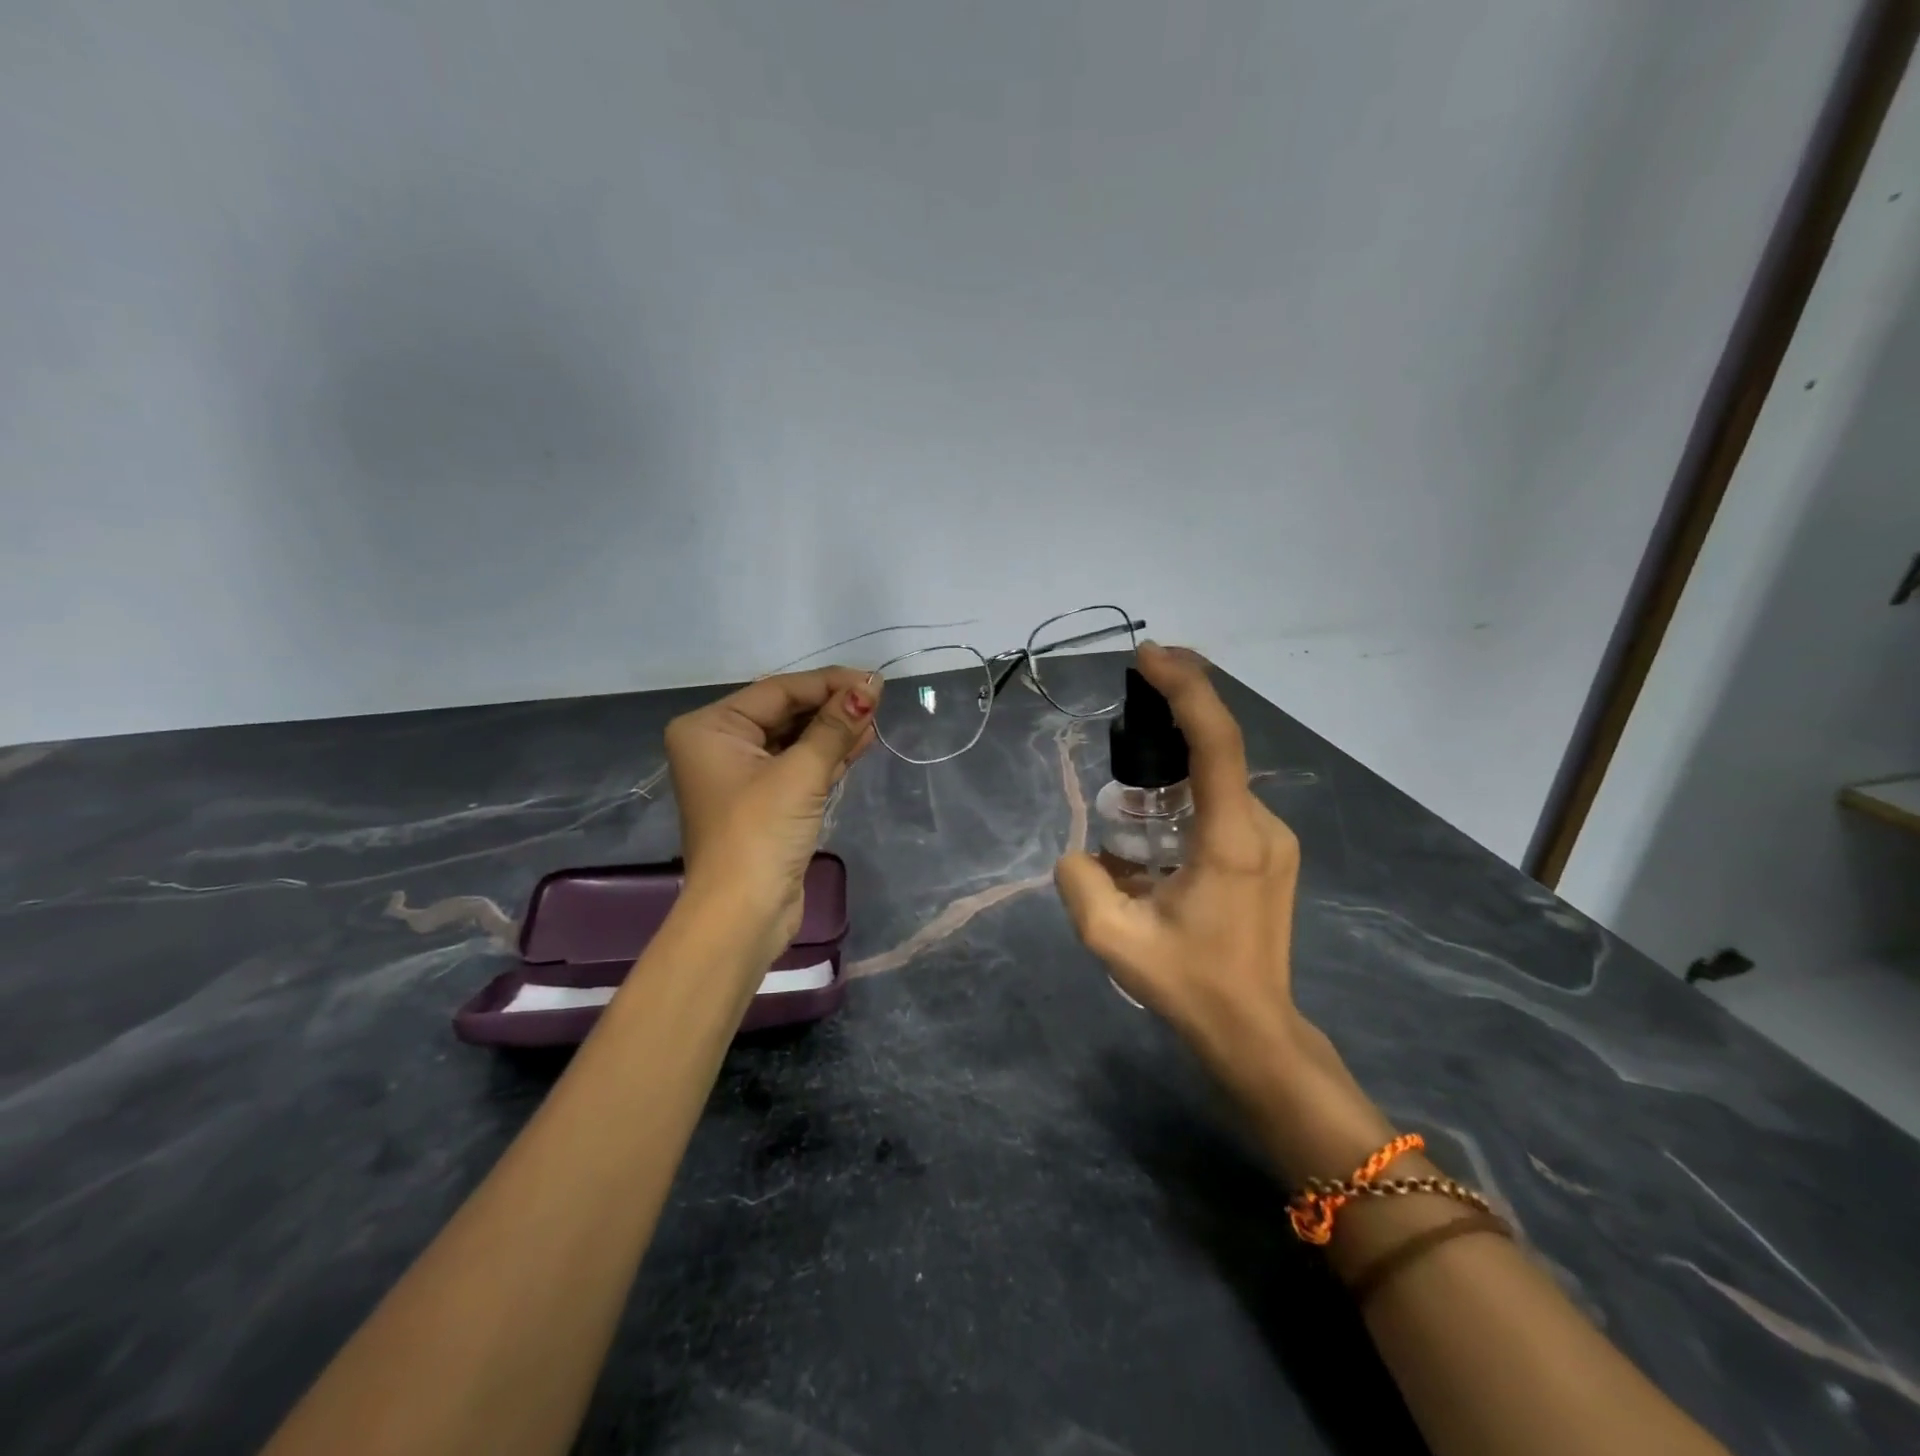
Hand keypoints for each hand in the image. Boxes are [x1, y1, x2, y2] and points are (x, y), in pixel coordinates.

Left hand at [664, 668, 879, 963]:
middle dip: (831, 708)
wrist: (743, 914)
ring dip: (834, 731)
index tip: (873, 681)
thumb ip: (835, 727)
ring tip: (875, 718)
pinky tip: (861, 741)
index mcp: (710, 728)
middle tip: (877, 699)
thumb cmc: (761, 833)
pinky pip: (797, 766)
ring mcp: (741, 776)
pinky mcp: (764, 802)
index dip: (828, 684)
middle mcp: (719, 745)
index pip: (778, 691)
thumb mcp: (801, 773)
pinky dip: (827, 756)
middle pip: (785, 713)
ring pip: (794, 740)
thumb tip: (870, 686)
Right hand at [1054, 644, 1384, 1177]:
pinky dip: (1189, 791)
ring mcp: (1273, 838)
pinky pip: (1223, 801)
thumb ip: (1080, 881)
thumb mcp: (1112, 940)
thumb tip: (1083, 853)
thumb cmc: (1190, 985)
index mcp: (1231, 839)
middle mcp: (1262, 826)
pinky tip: (1157, 825)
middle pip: (1219, 747)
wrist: (1255, 1031)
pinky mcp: (1271, 852)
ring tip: (1130, 788)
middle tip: (1128, 703)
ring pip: (1219, 776)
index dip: (1185, 688)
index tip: (1149, 656)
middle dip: (1175, 714)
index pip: (1216, 741)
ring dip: (1176, 762)